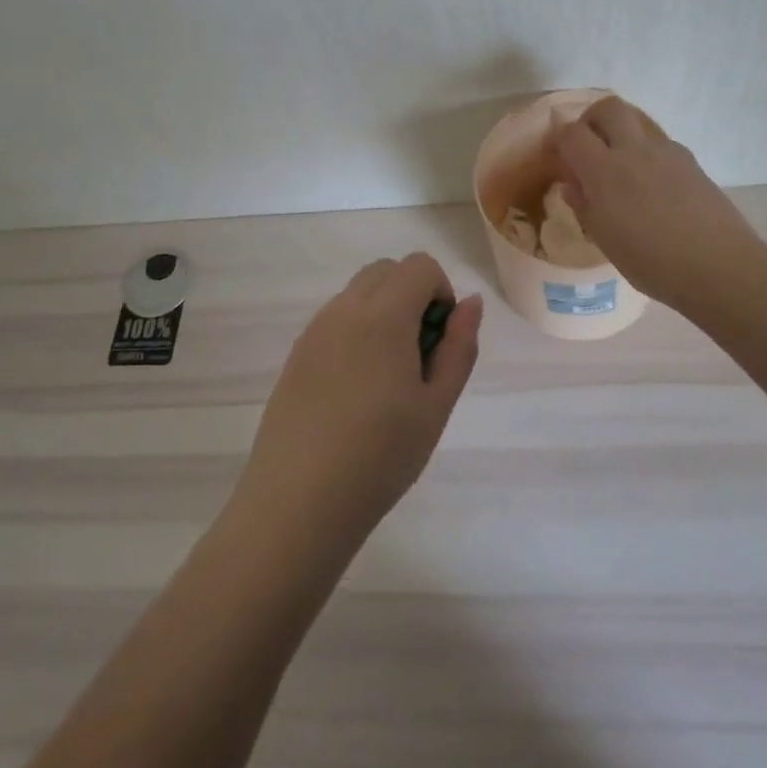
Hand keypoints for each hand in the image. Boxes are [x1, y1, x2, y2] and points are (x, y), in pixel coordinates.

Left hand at [234, 253, 483, 559]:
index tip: (440, 342)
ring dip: (383, 312)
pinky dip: (356, 332)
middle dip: (412, 295)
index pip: (419, 265)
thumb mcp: (436, 405)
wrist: (298, 502)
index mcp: (383, 315)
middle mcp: (343, 309)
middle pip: (386, 271)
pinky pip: (334, 320)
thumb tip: (470, 302)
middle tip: (419, 356)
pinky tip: (355, 391)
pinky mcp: (295, 355)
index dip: (440, 293)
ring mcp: (314, 331)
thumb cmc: (380, 456)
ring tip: (388, 379)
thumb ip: (459, 347)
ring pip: (357, 293)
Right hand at [551, 95, 760, 312]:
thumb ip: (584, 205)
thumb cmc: (651, 261)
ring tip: (622, 171)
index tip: (557, 154)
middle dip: (592, 119)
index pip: (572, 133)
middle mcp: (634, 150)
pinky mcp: (691, 162)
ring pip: (637, 123)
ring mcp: (667, 152)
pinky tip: (652, 187)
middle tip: (589, 146)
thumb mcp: (605, 239)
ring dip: (622, 135)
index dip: (560, 138)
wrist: (718, 265)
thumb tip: (573, 184)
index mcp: (605, 171)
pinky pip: (660, 144)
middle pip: (609, 107)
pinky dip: (647, 154)